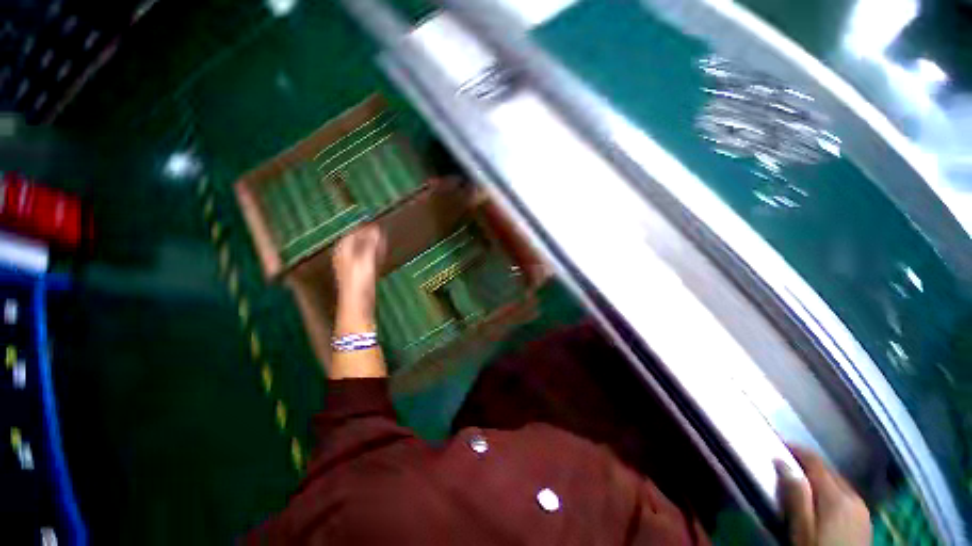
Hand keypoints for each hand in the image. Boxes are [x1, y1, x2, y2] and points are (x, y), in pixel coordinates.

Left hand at [331, 224, 385, 318]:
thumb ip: (369, 244)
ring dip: (372, 244)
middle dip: (367, 235)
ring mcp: (354, 267)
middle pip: (357, 242)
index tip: (372, 222)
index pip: (351, 234)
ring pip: (363, 250)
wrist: (358, 304)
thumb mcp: (364, 260)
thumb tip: (375, 229)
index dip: (362, 228)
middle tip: (378, 229)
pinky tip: (381, 253)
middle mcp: (347, 258)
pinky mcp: (362, 275)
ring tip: (382, 238)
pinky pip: (369, 259)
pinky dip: (375, 254)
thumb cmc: (358, 282)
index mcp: (344, 252)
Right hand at [776, 447, 871, 545]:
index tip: (781, 443)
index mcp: (836, 496)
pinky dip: (832, 491)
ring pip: (839, 483)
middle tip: (788, 462)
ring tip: (804, 480)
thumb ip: (795, 496)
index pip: (816, 463)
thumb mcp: (801, 528)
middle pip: (830, 471)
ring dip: (822, 477)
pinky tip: (823, 500)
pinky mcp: (865, 520)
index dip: (798, 450)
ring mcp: (862, 509)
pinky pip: (847, 495)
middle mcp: (853, 496)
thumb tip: (782, 462)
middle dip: (809, 464)